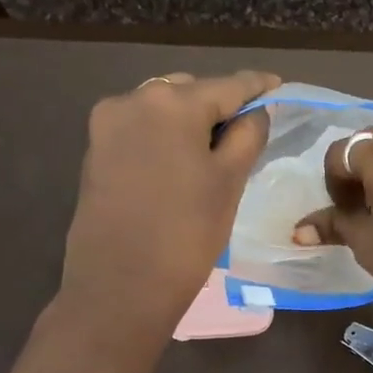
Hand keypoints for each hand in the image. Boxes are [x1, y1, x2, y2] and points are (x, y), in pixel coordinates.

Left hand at [55, 70, 278, 358]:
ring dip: (191, 121)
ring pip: (162, 109)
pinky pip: (141, 130)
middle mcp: (134, 100)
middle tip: (248, 129)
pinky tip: (182, 161)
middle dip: (220, 105)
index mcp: (172, 103)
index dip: (257, 86)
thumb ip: (248, 137)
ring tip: (216, 148)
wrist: (120, 287)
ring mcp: (108, 125)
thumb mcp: (229, 183)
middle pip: (190, 92)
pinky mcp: (95, 151)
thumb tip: (257, 112)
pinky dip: (166, 137)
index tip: (278, 84)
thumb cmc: (187, 233)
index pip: (227, 86)